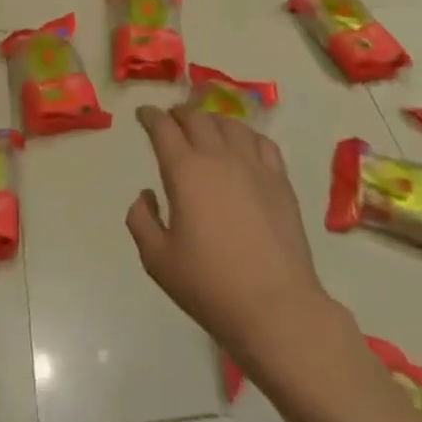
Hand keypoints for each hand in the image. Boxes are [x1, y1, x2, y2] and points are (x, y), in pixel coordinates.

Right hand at [126, 105, 331, 365]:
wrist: (276, 308)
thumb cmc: (210, 286)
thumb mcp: (157, 261)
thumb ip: (141, 220)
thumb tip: (146, 194)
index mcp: (184, 170)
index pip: (162, 127)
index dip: (150, 115)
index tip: (143, 114)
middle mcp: (217, 157)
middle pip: (196, 117)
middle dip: (179, 113)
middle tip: (171, 121)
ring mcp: (252, 165)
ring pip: (229, 123)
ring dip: (211, 120)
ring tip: (205, 128)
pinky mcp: (279, 180)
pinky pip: (261, 141)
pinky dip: (246, 134)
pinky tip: (242, 145)